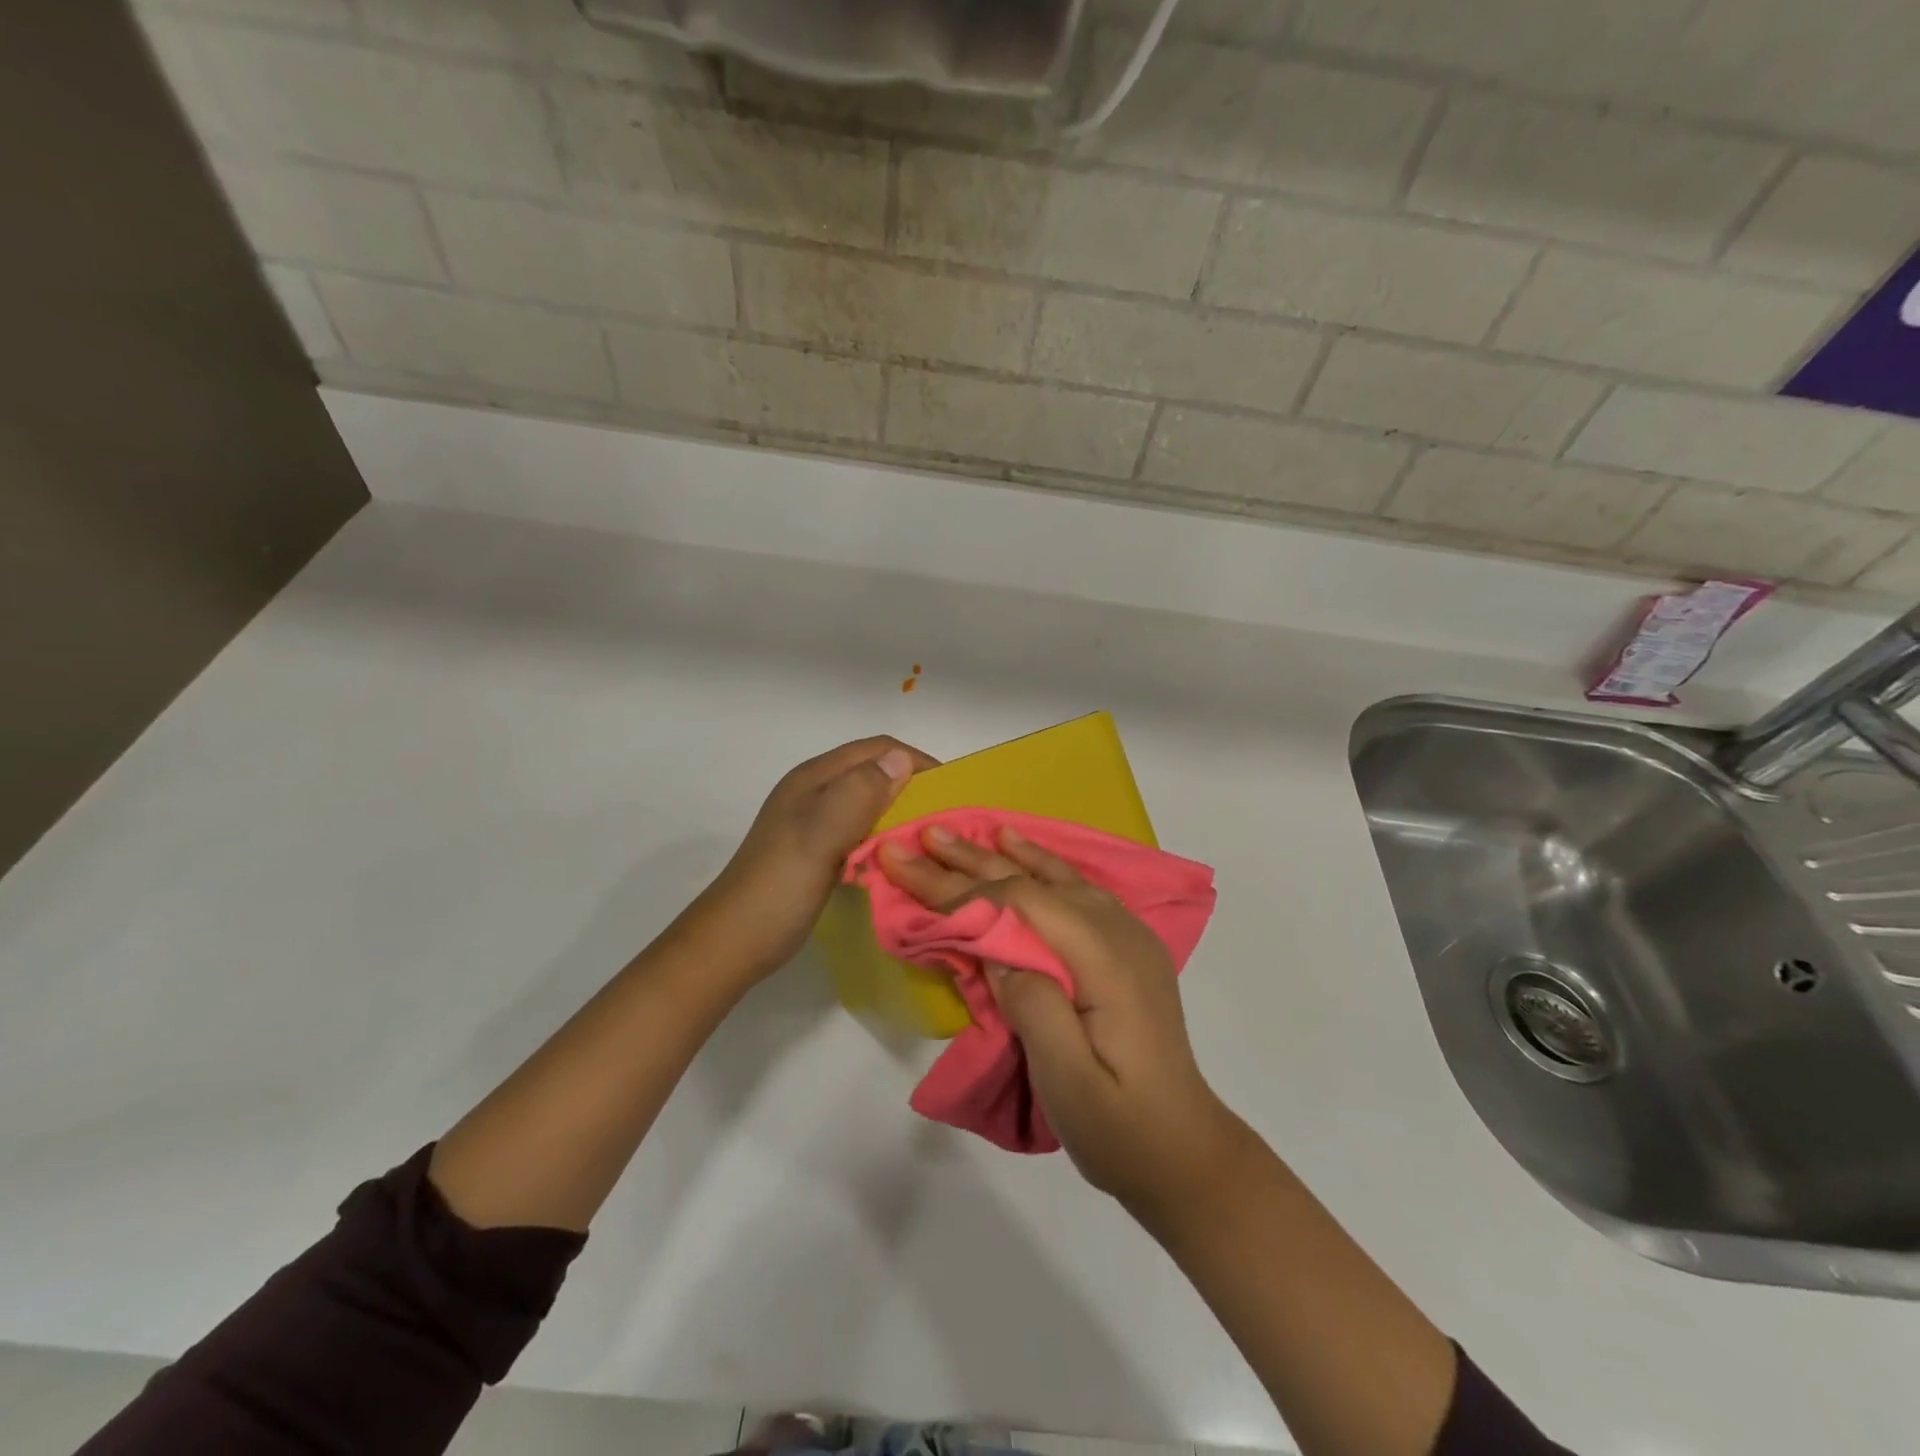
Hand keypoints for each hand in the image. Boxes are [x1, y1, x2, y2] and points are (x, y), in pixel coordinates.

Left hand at [684, 736, 938, 986]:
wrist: (734, 942)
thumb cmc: (778, 887)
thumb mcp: (819, 836)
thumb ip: (858, 795)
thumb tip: (902, 758)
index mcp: (815, 778)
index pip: (876, 749)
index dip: (915, 761)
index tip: (952, 789)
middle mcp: (816, 790)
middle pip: (874, 772)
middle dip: (913, 785)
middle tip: (947, 817)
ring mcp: (815, 820)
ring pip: (870, 801)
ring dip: (901, 811)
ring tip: (931, 836)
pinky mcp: (819, 848)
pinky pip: (862, 828)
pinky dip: (886, 834)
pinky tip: (900, 855)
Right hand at [879, 826, 1248, 1218]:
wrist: (1184, 1151)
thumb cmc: (1119, 1127)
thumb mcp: (1070, 1083)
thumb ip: (1034, 1007)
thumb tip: (998, 951)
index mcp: (1105, 962)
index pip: (1021, 905)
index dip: (962, 889)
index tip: (909, 873)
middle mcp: (1119, 933)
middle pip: (1033, 884)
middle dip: (970, 862)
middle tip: (920, 837)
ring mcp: (1127, 936)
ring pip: (1054, 877)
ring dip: (1002, 855)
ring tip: (960, 834)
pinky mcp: (1125, 946)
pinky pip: (1076, 887)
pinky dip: (1041, 864)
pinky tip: (1021, 850)